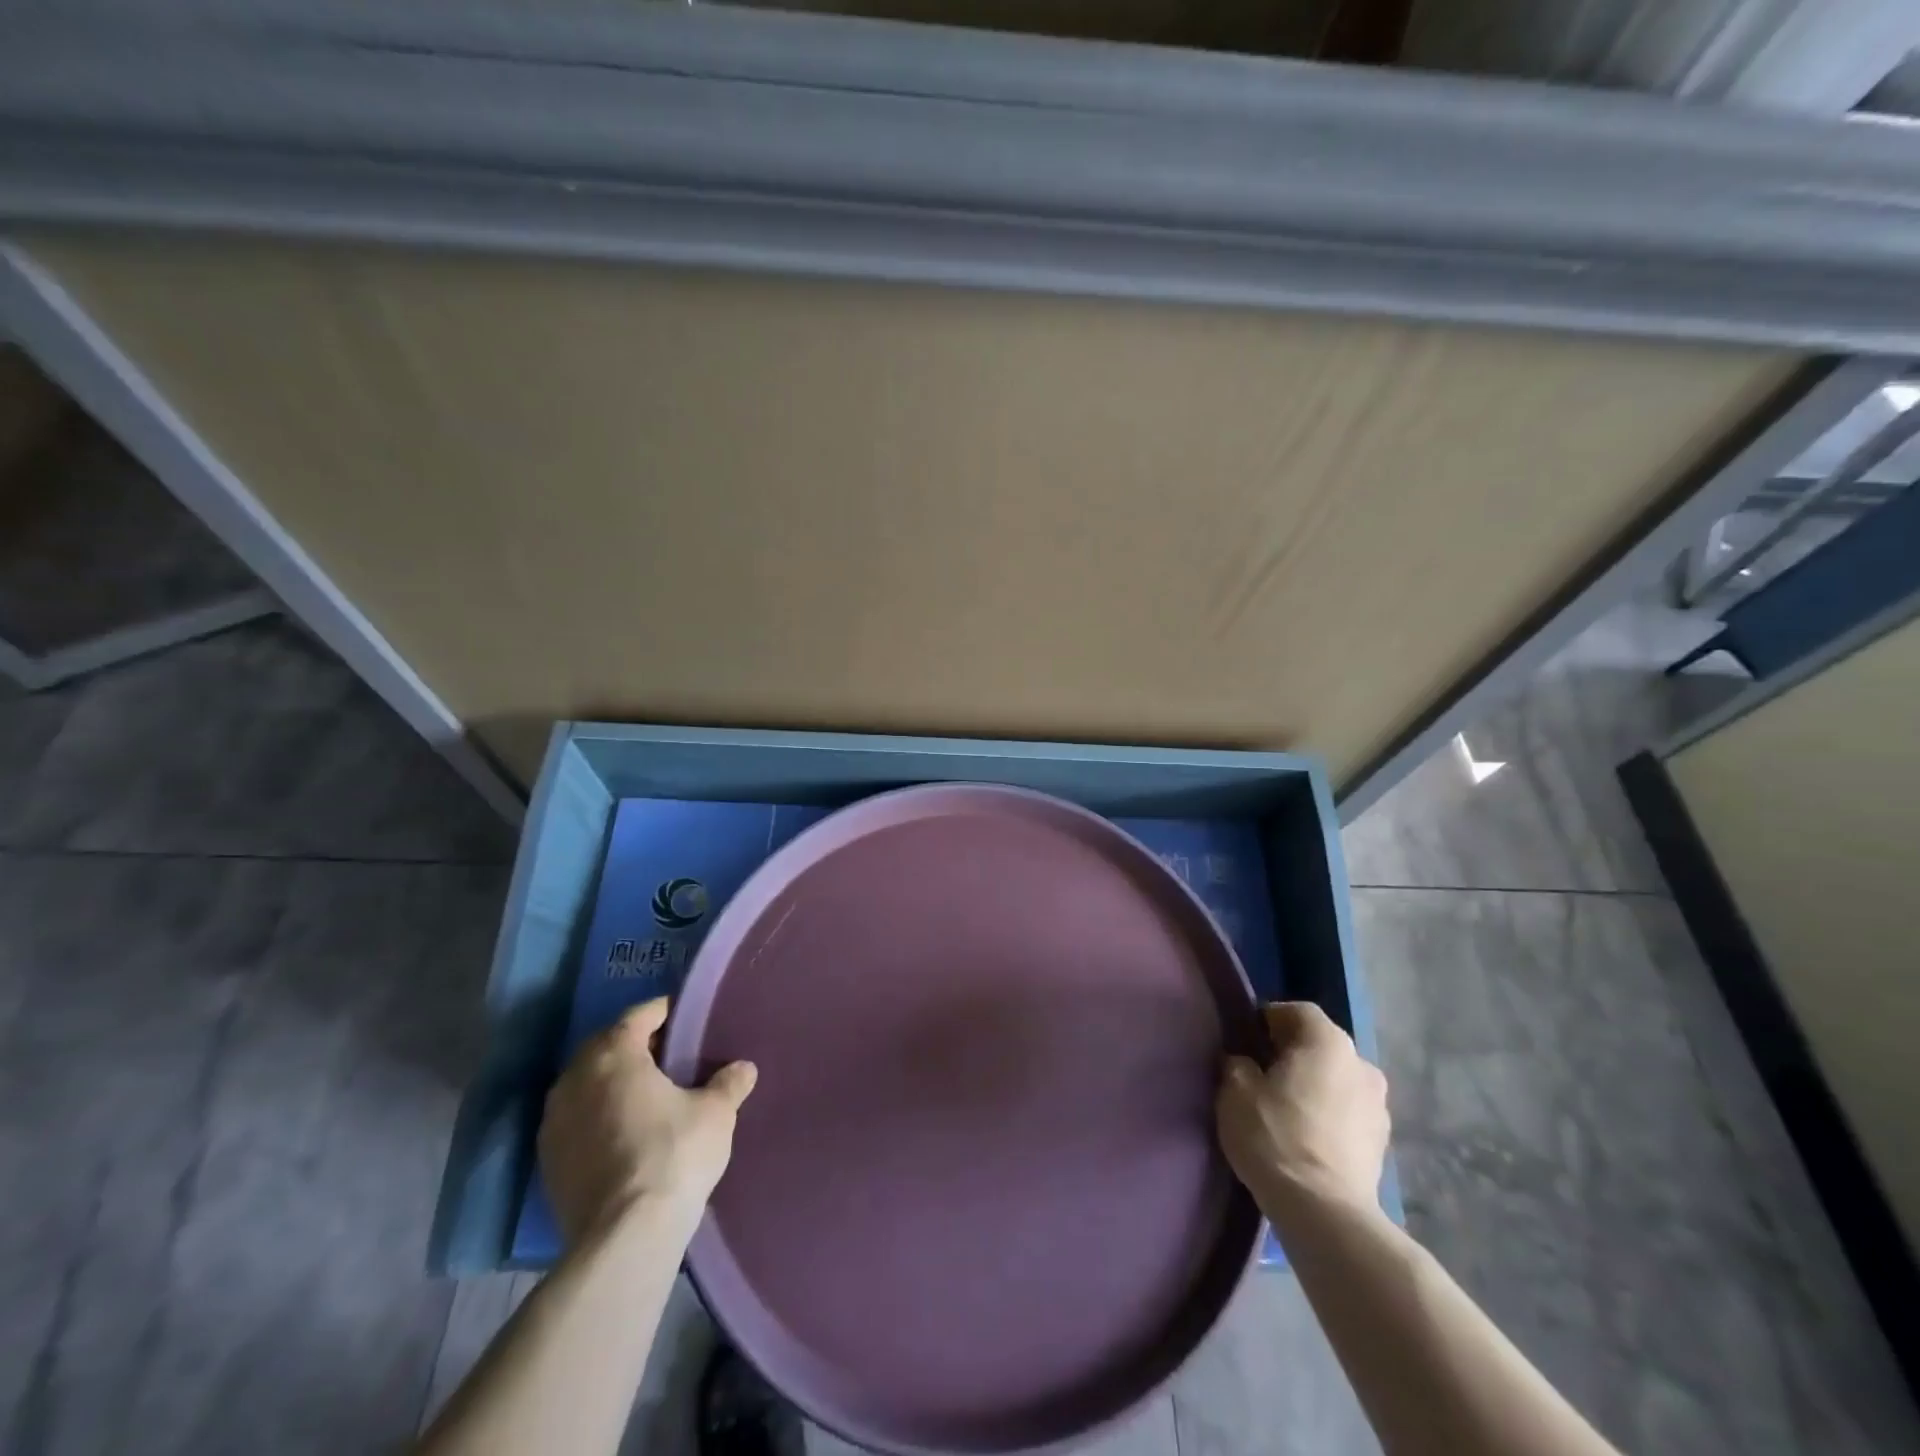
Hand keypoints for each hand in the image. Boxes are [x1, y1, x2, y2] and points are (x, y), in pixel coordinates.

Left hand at [538, 998, 757, 1244]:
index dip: (664, 1013)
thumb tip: (743, 1068)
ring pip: (586, 1083)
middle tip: (670, 1056)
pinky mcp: (547, 1160)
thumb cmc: (673, 1155)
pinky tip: (624, 1132)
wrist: (624, 1238)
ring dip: (612, 1082)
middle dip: (635, 1046)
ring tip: (647, 1095)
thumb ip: (729, 1083)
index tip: (685, 1019)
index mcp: (613, 1054)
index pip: (638, 1016)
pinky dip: (597, 1115)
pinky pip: (576, 1119)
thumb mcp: (715, 1113)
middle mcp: (575, 1078)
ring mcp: (554, 1121)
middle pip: (606, 1046)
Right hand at [1216, 1001, 1388, 1221]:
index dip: (1267, 1020)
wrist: (1324, 1212)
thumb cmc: (1275, 1136)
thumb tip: (1246, 1063)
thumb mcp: (1234, 1090)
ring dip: (1313, 1087)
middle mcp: (1361, 1063)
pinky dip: (1328, 1116)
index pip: (1295, 1011)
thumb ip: (1239, 1063)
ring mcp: (1379, 1105)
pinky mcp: (1383, 1143)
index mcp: (1328, 1041)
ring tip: (1284, 1111)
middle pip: (1319, 1045)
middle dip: (1291, 1055)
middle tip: (1261, 1076)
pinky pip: (1347, 1112)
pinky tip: (1306, 1138)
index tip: (1245, 1043)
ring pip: (1336, 1080)